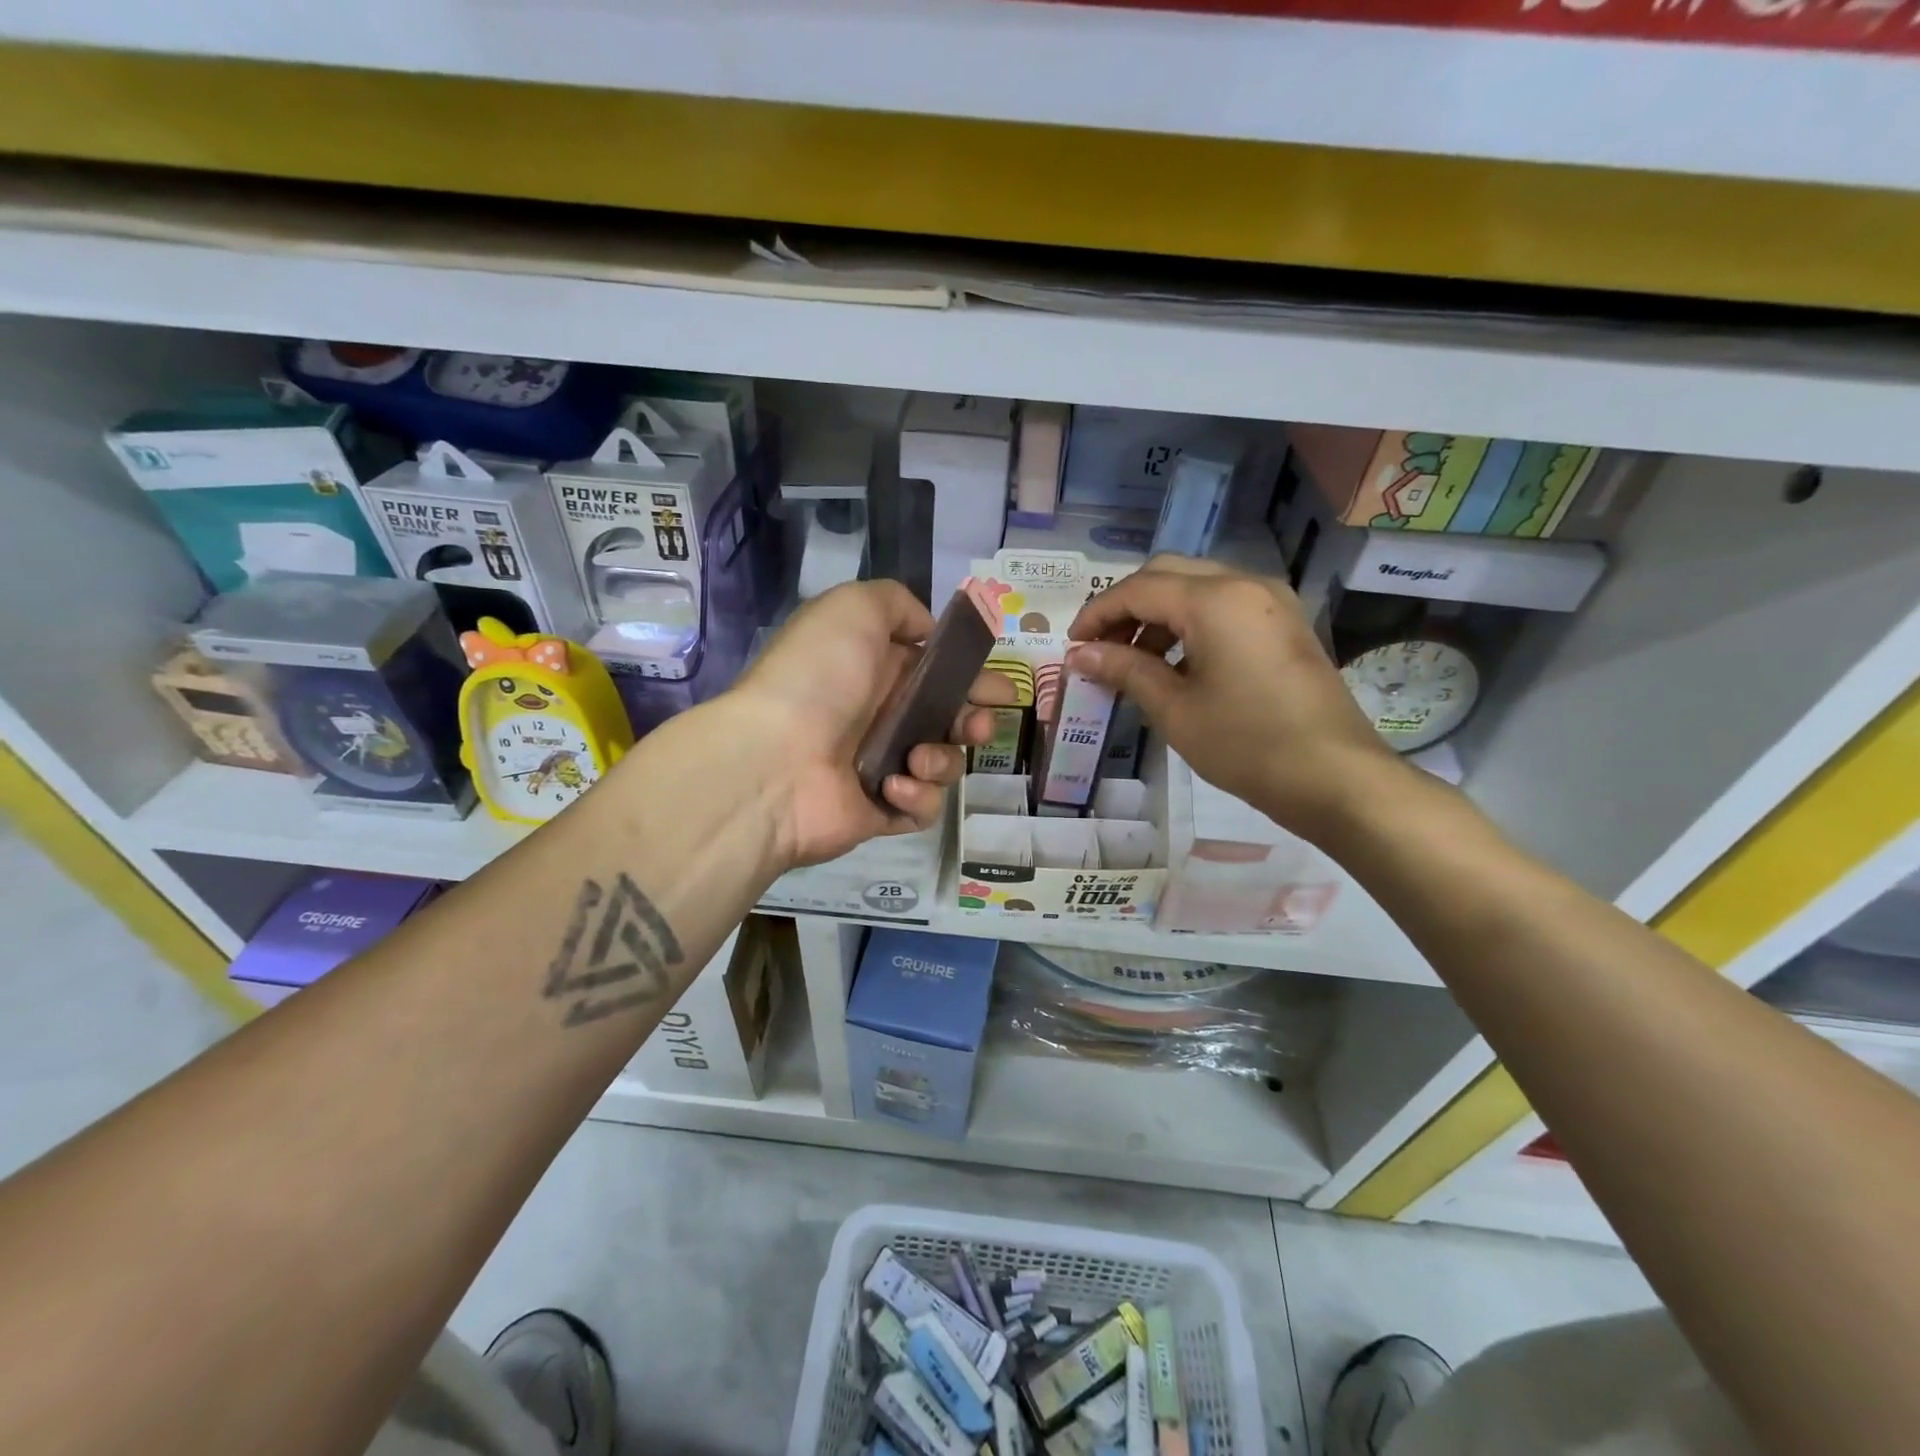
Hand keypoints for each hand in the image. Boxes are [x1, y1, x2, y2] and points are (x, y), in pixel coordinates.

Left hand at [722, 581, 1014, 869]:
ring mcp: (881, 766)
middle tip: (976, 724)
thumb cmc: (818, 678)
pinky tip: (892, 787)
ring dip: (944, 758)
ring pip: (944, 762)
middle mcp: (881, 716)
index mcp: (877, 669)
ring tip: (919, 757)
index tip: (994, 685)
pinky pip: (924, 806)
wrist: (773, 761)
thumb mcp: (853, 608)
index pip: (938, 672)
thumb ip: (897, 603)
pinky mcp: (881, 810)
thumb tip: (926, 630)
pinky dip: (917, 796)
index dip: (971, 676)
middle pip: (950, 719)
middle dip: (975, 720)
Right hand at [1066, 556, 1407, 841]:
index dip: (1097, 614)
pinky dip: (1190, 624)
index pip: (1138, 589)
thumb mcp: (1175, 710)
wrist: (1336, 777)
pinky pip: (1225, 606)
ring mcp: (1271, 602)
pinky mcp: (1284, 624)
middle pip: (1167, 574)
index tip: (1072, 646)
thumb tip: (1080, 655)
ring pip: (1197, 587)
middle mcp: (1245, 584)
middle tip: (1100, 647)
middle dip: (1126, 607)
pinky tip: (1176, 665)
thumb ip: (1125, 670)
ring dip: (1158, 615)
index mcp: (1215, 600)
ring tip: (1133, 661)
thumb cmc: (1247, 745)